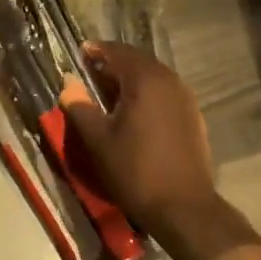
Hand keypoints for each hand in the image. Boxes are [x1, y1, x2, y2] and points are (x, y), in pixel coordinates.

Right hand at [57, 42, 219, 240]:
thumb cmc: (135, 171)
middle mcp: (169, 81)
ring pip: (153, 76)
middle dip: (114, 63)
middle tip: (92, 72)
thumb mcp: (98, 139)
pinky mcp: (193, 116)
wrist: (184, 208)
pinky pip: (165, 92)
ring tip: (109, 91)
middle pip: (137, 61)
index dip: (97, 51)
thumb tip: (67, 82)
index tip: (80, 53)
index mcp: (145, 80)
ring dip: (131, 78)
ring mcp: (185, 98)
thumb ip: (79, 106)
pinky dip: (147, 93)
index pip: (117, 52)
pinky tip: (134, 111)